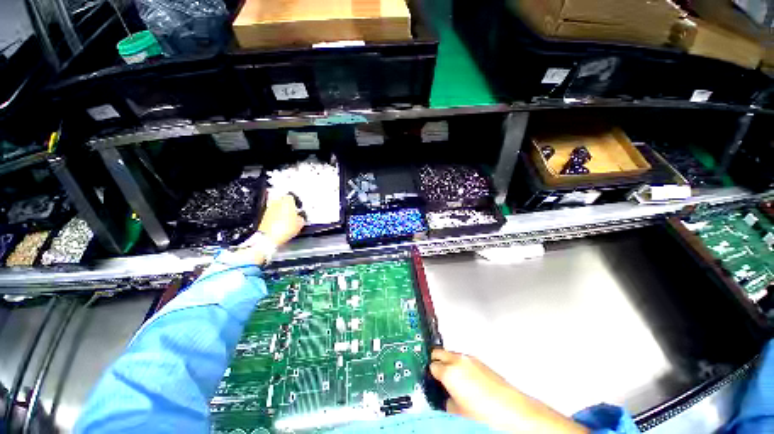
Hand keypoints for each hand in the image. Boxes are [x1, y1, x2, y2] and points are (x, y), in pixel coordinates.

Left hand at [257, 194, 304, 246]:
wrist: (269, 237)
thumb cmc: (285, 228)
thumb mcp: (300, 224)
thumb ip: (301, 218)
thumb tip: (300, 219)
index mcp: (287, 201)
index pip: (292, 197)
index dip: (295, 203)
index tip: (298, 208)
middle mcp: (277, 202)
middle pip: (283, 201)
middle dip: (287, 207)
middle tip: (292, 213)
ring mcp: (269, 209)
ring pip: (277, 208)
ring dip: (281, 212)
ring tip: (286, 220)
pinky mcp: (264, 216)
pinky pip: (272, 214)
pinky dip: (275, 218)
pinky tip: (280, 224)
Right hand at [430, 349, 587, 433]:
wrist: (512, 411)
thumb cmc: (485, 415)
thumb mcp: (457, 412)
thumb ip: (446, 400)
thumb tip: (446, 396)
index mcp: (449, 372)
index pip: (431, 366)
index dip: (429, 374)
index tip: (430, 380)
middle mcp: (458, 360)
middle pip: (438, 352)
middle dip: (435, 361)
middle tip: (436, 375)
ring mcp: (470, 358)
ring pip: (451, 354)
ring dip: (449, 362)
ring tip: (454, 380)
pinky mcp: (481, 361)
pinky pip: (463, 359)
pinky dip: (460, 365)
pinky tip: (467, 381)